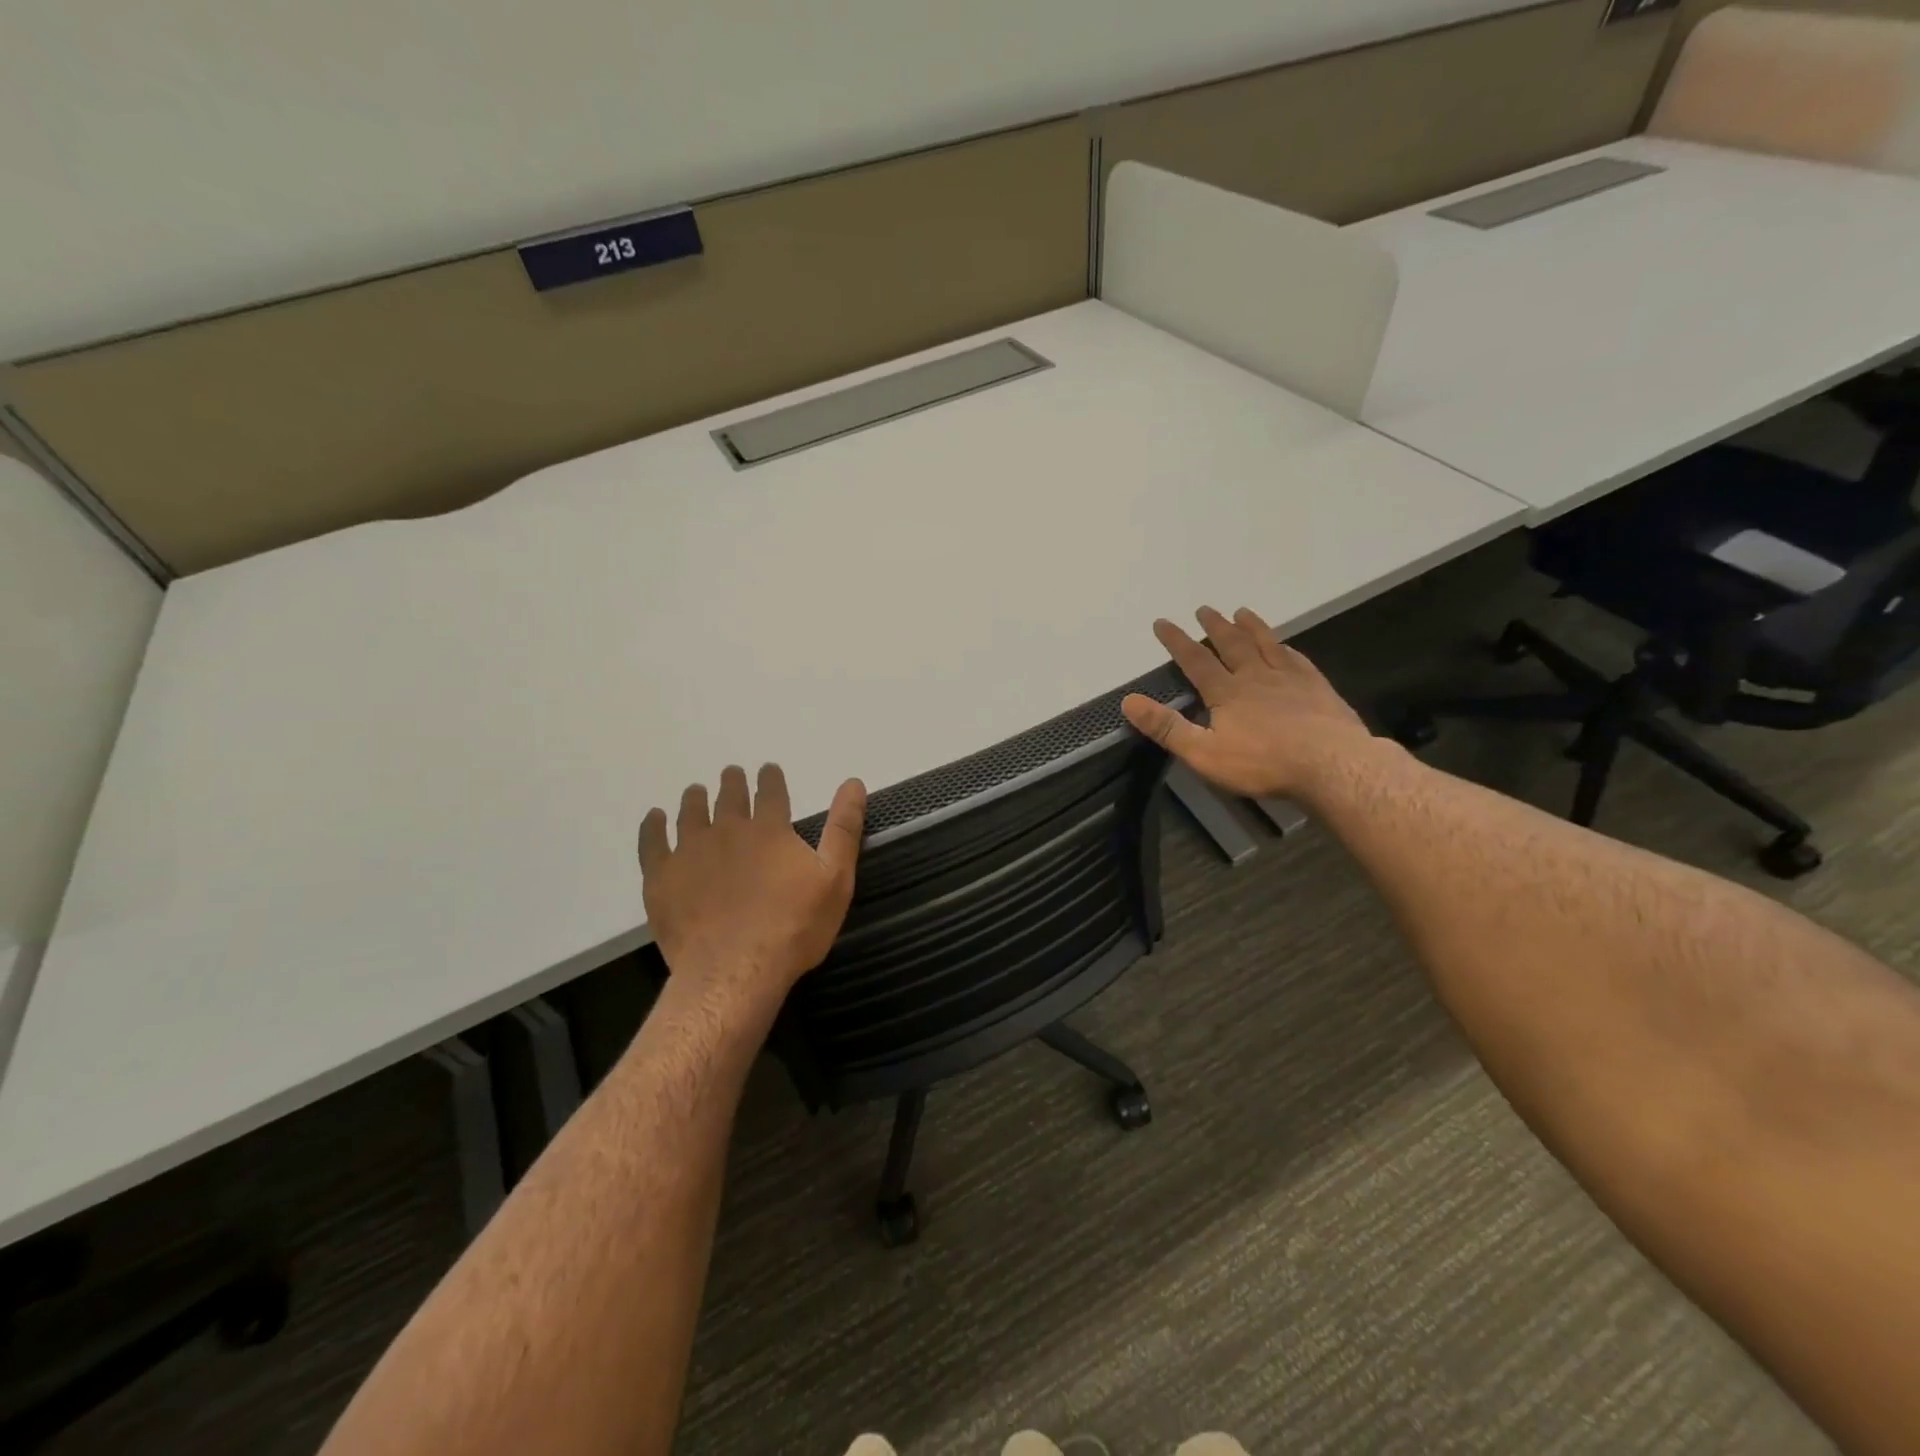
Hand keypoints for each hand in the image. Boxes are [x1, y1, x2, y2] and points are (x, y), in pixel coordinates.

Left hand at [638, 764, 865, 1003]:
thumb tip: (853, 783)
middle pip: (728, 796)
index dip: (770, 777)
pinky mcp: (662, 877)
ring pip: (690, 813)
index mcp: (769, 829)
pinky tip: (655, 819)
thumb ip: (844, 829)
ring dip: (695, 798)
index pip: (770, 791)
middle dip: (732, 783)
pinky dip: (653, 827)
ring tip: (695, 792)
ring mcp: (690, 852)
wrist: (735, 971)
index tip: (767, 769)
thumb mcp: (835, 879)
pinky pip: (652, 842)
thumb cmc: (793, 927)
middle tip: (730, 774)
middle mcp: (727, 830)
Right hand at [1120, 605, 1376, 801]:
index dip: (1177, 641)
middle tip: (1204, 609)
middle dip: (1215, 627)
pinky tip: (1286, 645)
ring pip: (1266, 644)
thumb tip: (1129, 702)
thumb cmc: (1263, 763)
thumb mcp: (1203, 753)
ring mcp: (1290, 679)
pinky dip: (1286, 648)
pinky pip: (1298, 660)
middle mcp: (1256, 677)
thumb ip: (1166, 727)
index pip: (1195, 661)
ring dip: (1251, 627)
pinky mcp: (1318, 689)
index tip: (1163, 622)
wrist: (1331, 764)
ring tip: (1241, 611)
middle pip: (1232, 644)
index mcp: (1227, 692)